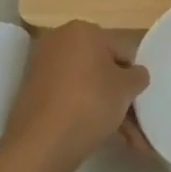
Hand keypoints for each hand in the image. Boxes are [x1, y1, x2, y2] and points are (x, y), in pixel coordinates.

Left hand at [7, 21, 148, 171]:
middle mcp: (58, 41)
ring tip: (124, 139)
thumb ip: (138, 76)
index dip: (132, 76)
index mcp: (82, 29)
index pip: (121, 50)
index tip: (137, 99)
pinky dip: (83, 113)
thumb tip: (135, 75)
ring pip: (85, 86)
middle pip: (101, 67)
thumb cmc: (91, 102)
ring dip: (105, 109)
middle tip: (133, 121)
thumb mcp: (127, 88)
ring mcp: (42, 67)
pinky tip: (99, 136)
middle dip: (118, 96)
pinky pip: (67, 98)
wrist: (42, 142)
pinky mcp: (32, 92)